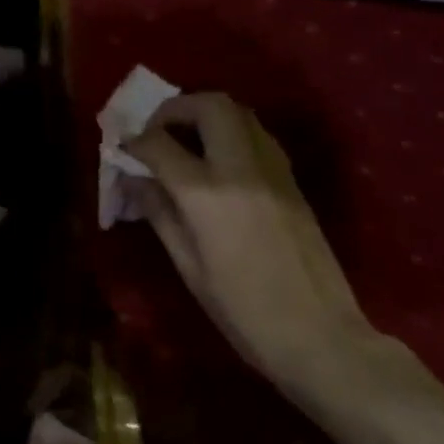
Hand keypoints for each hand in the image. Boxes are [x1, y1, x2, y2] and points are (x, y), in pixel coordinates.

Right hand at [126, 93, 383, 396]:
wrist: (320, 337)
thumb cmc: (242, 311)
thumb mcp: (188, 266)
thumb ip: (159, 213)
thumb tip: (133, 180)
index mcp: (207, 194)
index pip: (159, 144)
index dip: (134, 142)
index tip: (122, 149)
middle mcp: (241, 169)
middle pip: (209, 105)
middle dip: (175, 109)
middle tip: (157, 131)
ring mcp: (273, 171)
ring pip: (240, 112)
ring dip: (206, 114)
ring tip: (186, 140)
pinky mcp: (292, 181)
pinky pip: (258, 135)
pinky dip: (232, 132)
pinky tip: (219, 162)